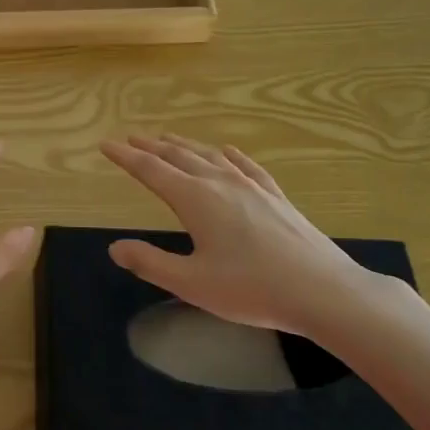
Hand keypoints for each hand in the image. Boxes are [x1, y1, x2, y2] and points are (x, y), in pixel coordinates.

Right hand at [100, 135, 381, 337]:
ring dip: (184, 146)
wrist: (323, 290)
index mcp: (194, 199)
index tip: (106, 145)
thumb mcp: (191, 283)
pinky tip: (227, 151)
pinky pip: (246, 166)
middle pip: (178, 156)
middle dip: (151, 147)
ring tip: (168, 139)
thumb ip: (150, 263)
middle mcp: (219, 183)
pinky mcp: (275, 196)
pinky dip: (229, 155)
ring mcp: (251, 186)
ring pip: (209, 156)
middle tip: (131, 138)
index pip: (151, 170)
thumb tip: (114, 247)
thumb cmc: (251, 289)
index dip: (125, 157)